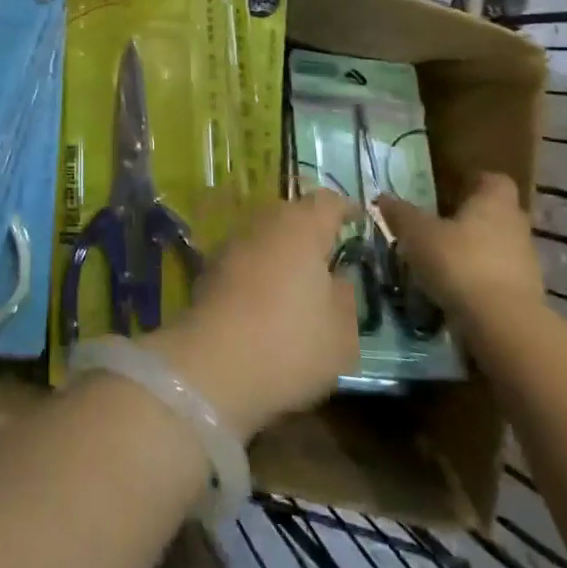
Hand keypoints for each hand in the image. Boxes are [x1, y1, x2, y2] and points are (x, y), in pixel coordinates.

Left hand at [146, 190, 360, 440]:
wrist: (214, 365)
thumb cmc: (291, 343)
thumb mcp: (342, 332)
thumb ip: (347, 297)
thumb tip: (340, 277)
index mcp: (302, 227)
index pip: (328, 202)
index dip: (345, 209)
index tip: (358, 220)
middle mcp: (264, 223)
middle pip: (292, 215)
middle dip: (310, 230)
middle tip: (329, 256)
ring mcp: (231, 243)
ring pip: (265, 236)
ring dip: (281, 251)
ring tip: (298, 281)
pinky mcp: (208, 268)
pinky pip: (245, 259)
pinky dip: (258, 271)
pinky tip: (266, 300)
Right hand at [378, 173, 542, 341]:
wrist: (503, 324)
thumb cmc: (459, 262)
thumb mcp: (417, 234)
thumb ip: (401, 213)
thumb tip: (383, 197)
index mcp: (494, 201)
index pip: (493, 180)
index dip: (473, 182)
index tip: (449, 190)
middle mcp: (516, 226)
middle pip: (495, 214)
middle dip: (470, 219)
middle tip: (438, 226)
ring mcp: (526, 262)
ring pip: (497, 247)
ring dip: (474, 251)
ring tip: (441, 261)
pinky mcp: (526, 296)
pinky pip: (498, 277)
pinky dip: (479, 280)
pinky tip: (454, 290)